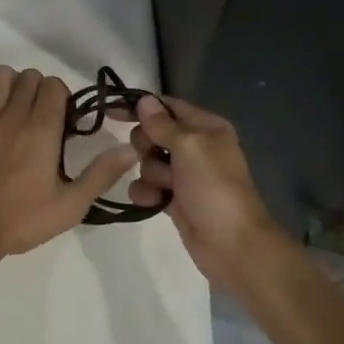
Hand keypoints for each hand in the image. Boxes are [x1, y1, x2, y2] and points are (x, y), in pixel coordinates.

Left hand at [0, 67, 137, 260]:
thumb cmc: (21, 219)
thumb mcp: (70, 205)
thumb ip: (101, 174)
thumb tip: (130, 150)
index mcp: (41, 129)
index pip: (54, 85)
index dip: (64, 97)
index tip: (66, 122)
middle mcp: (14, 115)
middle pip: (30, 76)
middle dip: (42, 90)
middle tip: (46, 117)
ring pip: (3, 75)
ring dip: (15, 85)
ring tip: (20, 109)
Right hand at [123, 94, 286, 287]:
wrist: (231, 244)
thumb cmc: (213, 187)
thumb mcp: (189, 146)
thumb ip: (162, 124)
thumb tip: (144, 100)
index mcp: (206, 127)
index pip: (167, 106)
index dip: (141, 107)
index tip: (112, 111)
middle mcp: (196, 147)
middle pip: (153, 134)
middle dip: (147, 146)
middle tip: (156, 157)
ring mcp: (185, 175)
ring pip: (148, 162)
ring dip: (150, 174)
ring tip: (165, 187)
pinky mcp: (174, 199)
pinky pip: (148, 186)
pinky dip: (147, 193)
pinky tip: (154, 203)